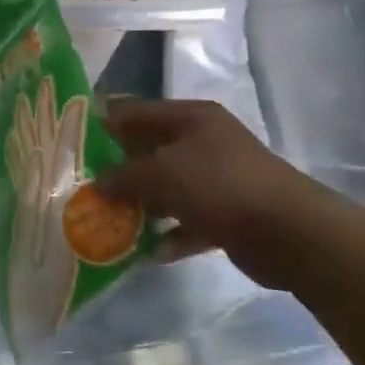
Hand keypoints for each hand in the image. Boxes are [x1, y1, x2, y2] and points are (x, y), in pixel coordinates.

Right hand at [100, 98, 341, 287]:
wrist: (289, 232)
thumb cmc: (219, 185)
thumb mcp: (162, 173)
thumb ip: (124, 176)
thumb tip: (98, 183)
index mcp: (191, 117)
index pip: (138, 112)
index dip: (107, 124)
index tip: (75, 142)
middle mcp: (205, 142)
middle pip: (152, 151)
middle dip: (120, 170)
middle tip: (86, 187)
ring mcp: (219, 179)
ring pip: (169, 188)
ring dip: (143, 206)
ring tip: (109, 222)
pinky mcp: (229, 214)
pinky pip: (189, 221)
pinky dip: (171, 234)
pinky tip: (149, 252)